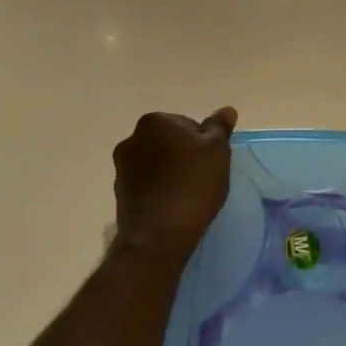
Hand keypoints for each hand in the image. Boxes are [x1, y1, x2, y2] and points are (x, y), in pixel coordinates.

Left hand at [113, 107, 237, 268]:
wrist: (158, 235)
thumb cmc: (193, 185)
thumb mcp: (218, 152)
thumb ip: (220, 128)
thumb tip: (226, 110)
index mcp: (155, 122)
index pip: (187, 124)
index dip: (203, 143)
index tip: (210, 162)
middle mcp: (132, 138)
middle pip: (168, 141)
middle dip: (183, 154)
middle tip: (202, 177)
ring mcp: (122, 166)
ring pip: (156, 162)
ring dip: (169, 171)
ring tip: (186, 194)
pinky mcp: (119, 191)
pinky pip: (146, 182)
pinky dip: (157, 188)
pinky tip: (171, 205)